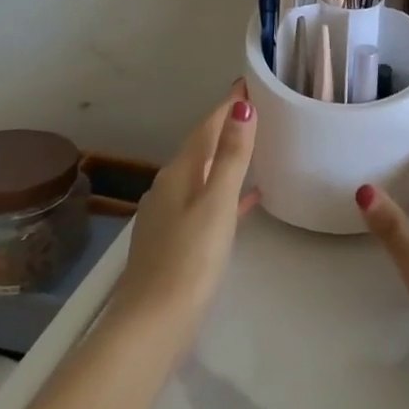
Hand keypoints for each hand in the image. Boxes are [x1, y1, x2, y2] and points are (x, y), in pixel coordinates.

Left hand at [110, 81, 260, 350]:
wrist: (152, 325)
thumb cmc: (190, 260)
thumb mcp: (217, 203)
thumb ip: (231, 156)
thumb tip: (242, 107)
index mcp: (179, 173)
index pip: (206, 127)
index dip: (227, 106)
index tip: (247, 83)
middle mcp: (169, 187)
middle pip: (201, 147)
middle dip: (226, 127)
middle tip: (256, 109)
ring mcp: (169, 215)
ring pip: (203, 174)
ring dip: (225, 158)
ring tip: (254, 147)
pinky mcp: (174, 240)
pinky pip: (205, 201)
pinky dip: (225, 192)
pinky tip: (246, 200)